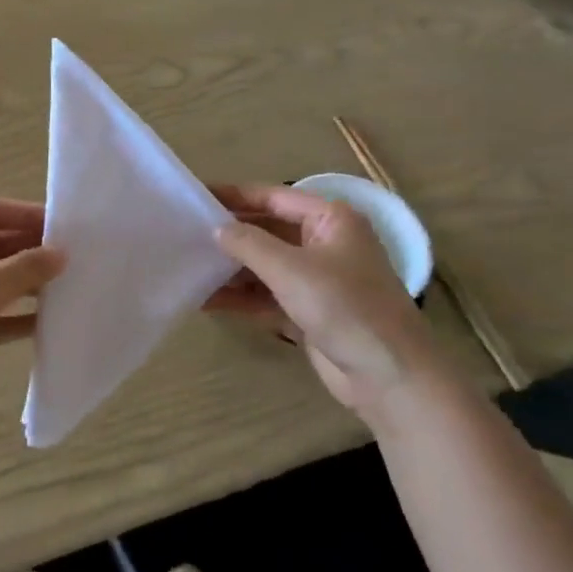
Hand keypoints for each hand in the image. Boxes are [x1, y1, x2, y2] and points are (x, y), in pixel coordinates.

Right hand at [208, 183, 447, 416]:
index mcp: (330, 220)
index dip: (234, 195)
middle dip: (229, 235)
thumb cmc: (345, 308)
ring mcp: (316, 280)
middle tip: (183, 234)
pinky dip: (240, 298)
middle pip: (267, 230)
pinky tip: (205, 300)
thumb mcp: (291, 269)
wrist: (389, 376)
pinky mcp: (308, 311)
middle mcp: (324, 244)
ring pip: (264, 266)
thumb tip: (217, 229)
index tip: (195, 195)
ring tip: (187, 267)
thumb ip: (248, 244)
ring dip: (230, 269)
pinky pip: (266, 296)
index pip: (274, 196)